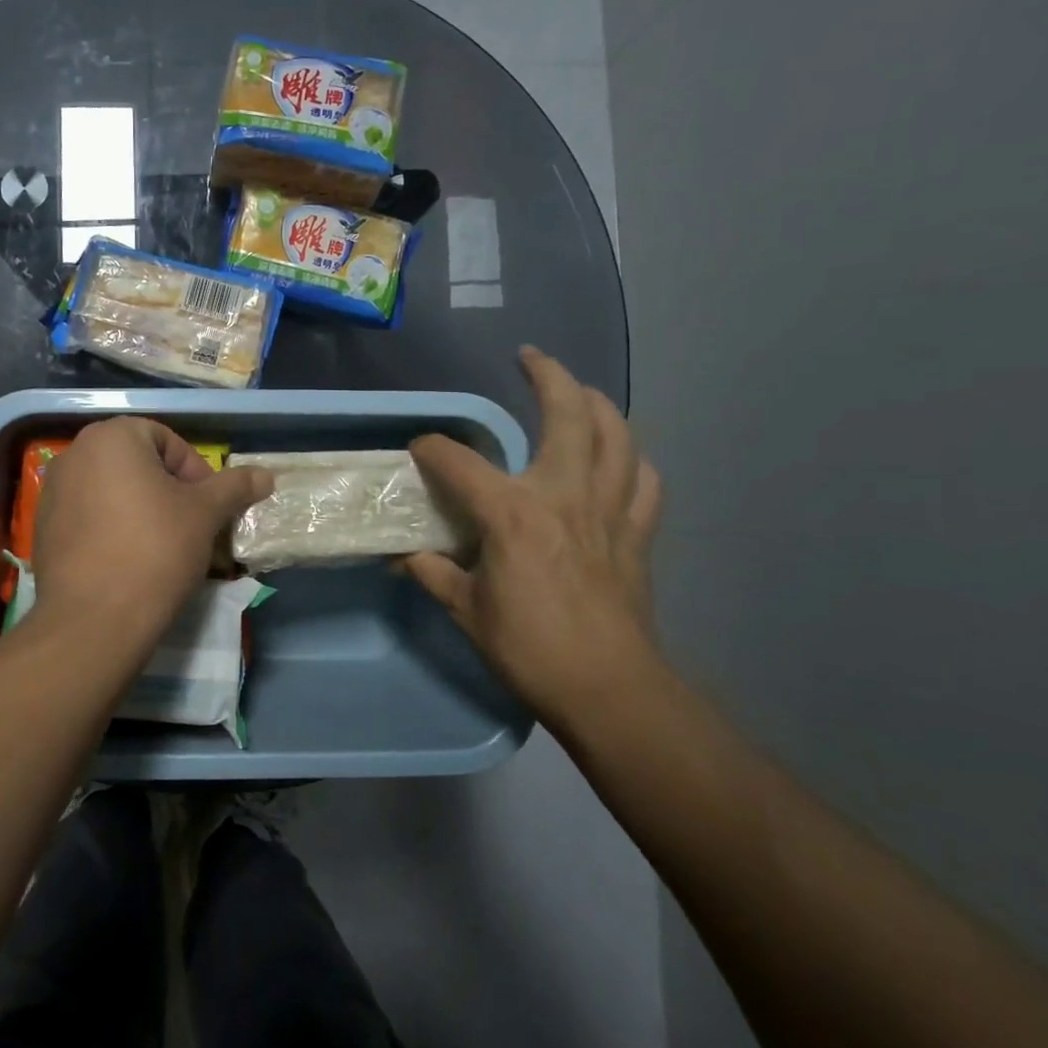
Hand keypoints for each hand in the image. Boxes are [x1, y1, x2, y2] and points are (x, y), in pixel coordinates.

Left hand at [31, 417, 273, 653]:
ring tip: (164, 546)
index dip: (195, 473)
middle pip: (138, 464)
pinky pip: (89, 515)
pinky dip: (113, 528)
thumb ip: (234, 487)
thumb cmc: (155, 550)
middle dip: (169, 491)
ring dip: (142, 509)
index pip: (167, 441)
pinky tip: (129, 560)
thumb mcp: (205, 514)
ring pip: (113, 490)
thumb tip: (266, 475)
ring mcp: (53, 490)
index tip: (208, 508)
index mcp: (112, 436)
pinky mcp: (44, 527)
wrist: (94, 620)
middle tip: (191, 526)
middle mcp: (75, 453)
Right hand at [406, 347, 663, 720]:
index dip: (432, 449)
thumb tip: (403, 556)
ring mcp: (608, 510)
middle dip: (547, 376)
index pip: (459, 462)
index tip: (418, 450)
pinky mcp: (637, 533)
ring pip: (617, 435)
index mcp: (513, 513)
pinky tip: (621, 458)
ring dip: (598, 404)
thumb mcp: (466, 611)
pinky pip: (644, 481)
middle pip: (566, 415)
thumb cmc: (529, 648)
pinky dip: (632, 460)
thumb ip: (433, 573)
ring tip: (580, 392)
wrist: (609, 689)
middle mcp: (564, 495)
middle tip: (530, 358)